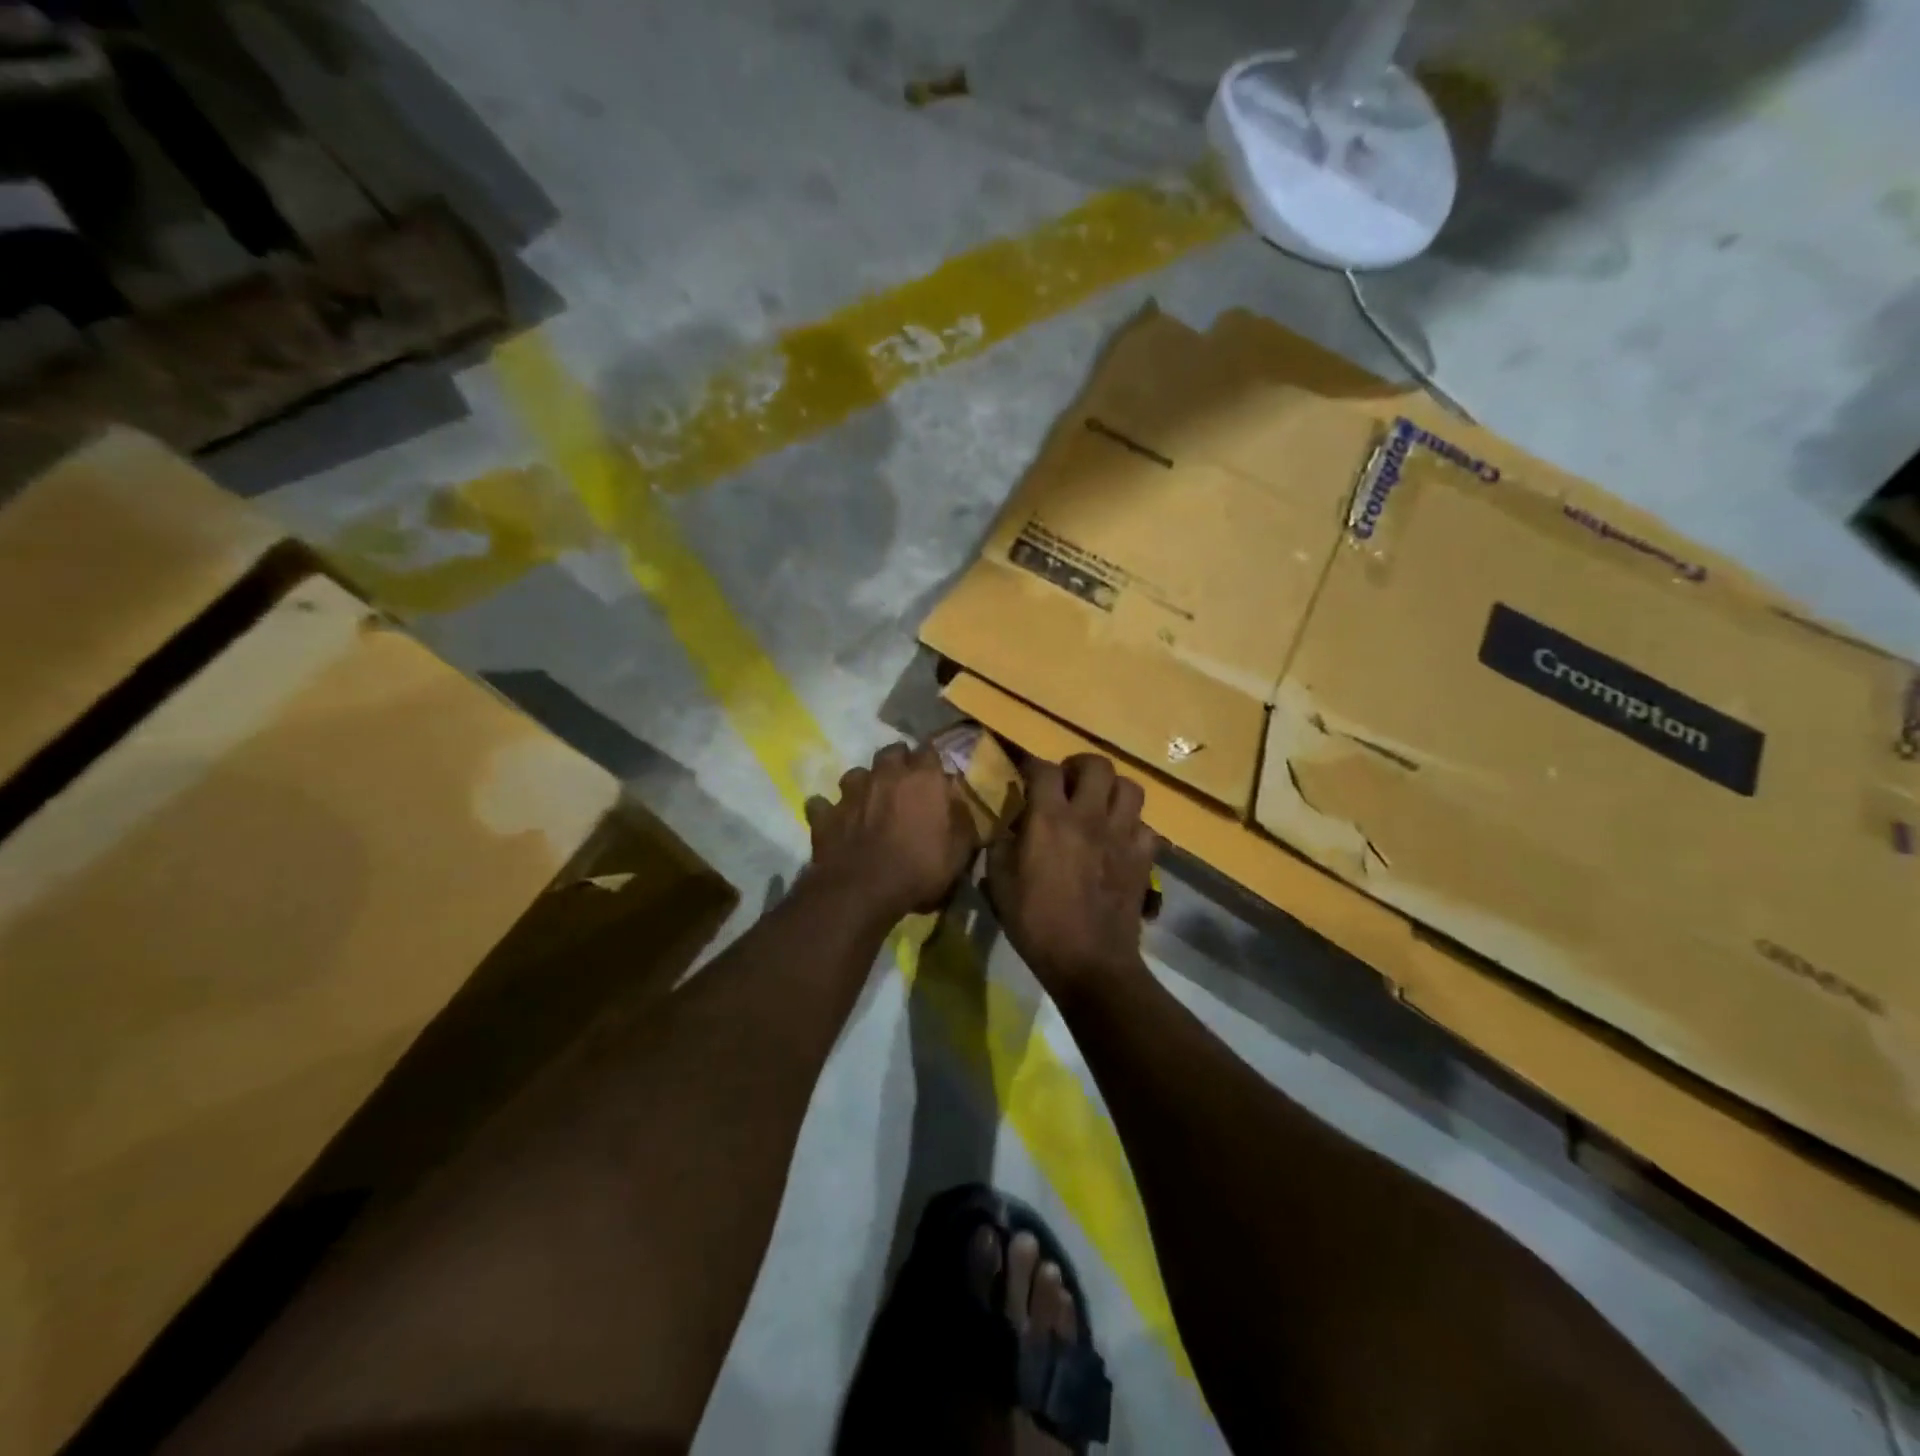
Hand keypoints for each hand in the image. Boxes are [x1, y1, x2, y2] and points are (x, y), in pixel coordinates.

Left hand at [804, 743, 980, 923]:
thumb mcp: (959, 850)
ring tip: (868, 801)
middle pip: (892, 752)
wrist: (863, 890)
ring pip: (856, 773)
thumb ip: (961, 819)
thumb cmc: (920, 868)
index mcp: (922, 778)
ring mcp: (851, 792)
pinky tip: (834, 821)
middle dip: (898, 762)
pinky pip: (822, 804)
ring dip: (864, 783)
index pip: (930, 751)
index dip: (932, 762)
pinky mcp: (825, 813)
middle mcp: (885, 774)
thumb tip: (957, 801)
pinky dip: (829, 810)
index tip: (935, 775)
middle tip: (904, 783)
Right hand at [987, 754, 1158, 998]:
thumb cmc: (1037, 923)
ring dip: (1112, 790)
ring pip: (1130, 787)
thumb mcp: (999, 884)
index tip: (1027, 775)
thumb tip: (1008, 828)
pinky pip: (1145, 826)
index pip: (1045, 769)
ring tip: (1098, 805)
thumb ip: (1001, 846)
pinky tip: (1119, 840)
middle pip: (1097, 765)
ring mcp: (1122, 835)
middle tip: (1068, 785)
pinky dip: (1133, 827)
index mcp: (1050, 819)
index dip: (1033, 765)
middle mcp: (1090, 816)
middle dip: (1080, 767)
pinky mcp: (1144, 857)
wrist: (1089, 962)